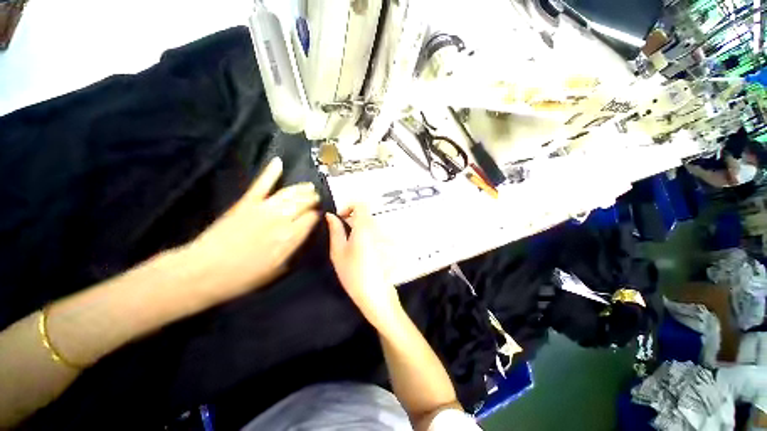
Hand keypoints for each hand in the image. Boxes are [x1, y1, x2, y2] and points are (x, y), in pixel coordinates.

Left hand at [186, 157, 319, 301]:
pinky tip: (278, 162)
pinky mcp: (246, 202)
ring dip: (302, 188)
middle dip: (313, 199)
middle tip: (316, 198)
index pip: (311, 218)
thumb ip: (294, 250)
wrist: (204, 271)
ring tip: (309, 186)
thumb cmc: (244, 277)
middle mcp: (281, 219)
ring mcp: (263, 208)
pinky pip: (262, 184)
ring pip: (289, 192)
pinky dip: (270, 172)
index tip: (318, 215)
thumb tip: (304, 235)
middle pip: (304, 202)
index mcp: (289, 237)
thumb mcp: (278, 270)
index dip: (317, 215)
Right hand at [326, 205, 400, 331]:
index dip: (349, 206)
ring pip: (370, 224)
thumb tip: (330, 215)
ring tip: (351, 245)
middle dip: (352, 219)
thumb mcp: (338, 252)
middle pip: (365, 215)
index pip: (361, 204)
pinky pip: (376, 233)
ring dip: (359, 228)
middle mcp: (377, 228)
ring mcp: (385, 236)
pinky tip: (362, 252)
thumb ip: (335, 230)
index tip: (341, 218)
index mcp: (365, 227)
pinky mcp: (389, 245)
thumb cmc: (353, 273)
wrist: (375, 294)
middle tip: (341, 234)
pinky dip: (367, 235)